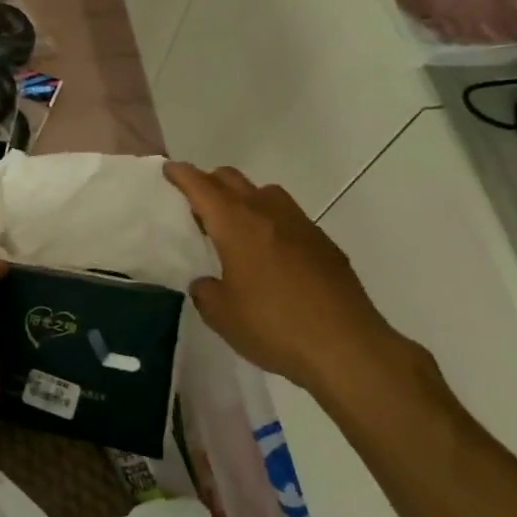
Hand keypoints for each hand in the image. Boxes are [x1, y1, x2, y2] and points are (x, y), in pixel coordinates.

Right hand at [165, 162, 430, 405]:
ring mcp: (300, 225)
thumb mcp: (221, 315)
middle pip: (233, 180)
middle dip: (210, 182)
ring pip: (265, 193)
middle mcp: (268, 213)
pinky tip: (270, 254)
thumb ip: (205, 290)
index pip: (202, 187)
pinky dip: (271, 223)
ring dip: (244, 199)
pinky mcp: (324, 244)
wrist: (347, 347)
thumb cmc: (273, 326)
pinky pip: (289, 218)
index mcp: (236, 225)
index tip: (169, 169)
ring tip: (234, 227)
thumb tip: (208, 282)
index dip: (182, 175)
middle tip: (196, 203)